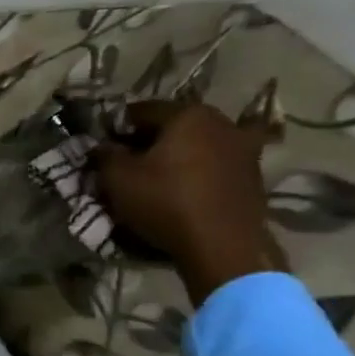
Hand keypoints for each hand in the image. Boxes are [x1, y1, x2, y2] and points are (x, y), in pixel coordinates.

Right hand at [93, 101, 287, 304]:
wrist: (223, 244)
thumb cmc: (165, 202)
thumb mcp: (117, 178)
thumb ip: (105, 155)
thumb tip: (102, 146)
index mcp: (188, 115)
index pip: (141, 111)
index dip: (115, 126)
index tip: (101, 145)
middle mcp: (221, 122)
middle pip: (173, 125)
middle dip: (147, 140)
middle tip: (125, 161)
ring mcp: (244, 147)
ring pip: (196, 144)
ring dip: (174, 155)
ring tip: (154, 177)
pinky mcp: (253, 174)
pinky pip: (214, 164)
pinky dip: (195, 170)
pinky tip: (181, 188)